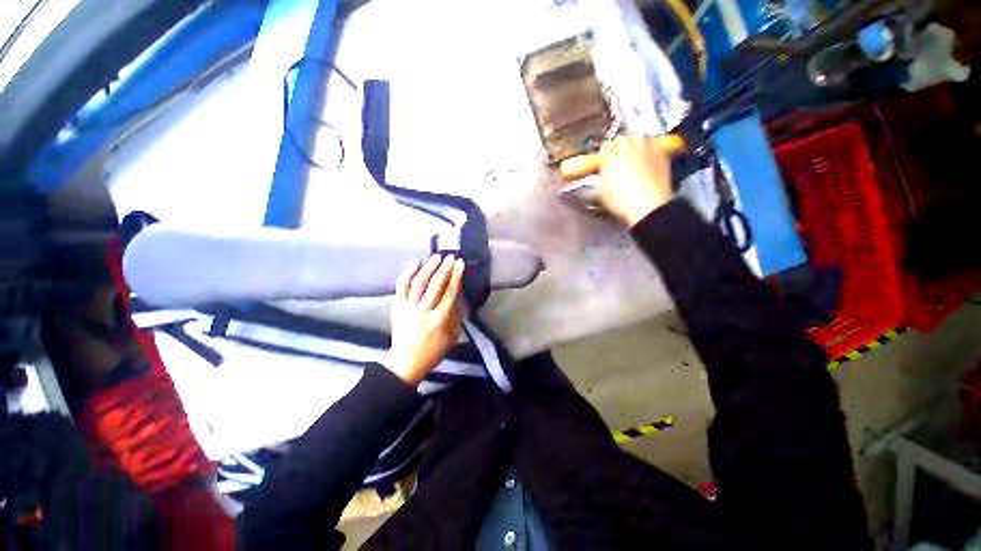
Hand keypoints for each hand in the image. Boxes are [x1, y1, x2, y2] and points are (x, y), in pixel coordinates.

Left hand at [386, 255, 465, 385]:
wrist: (405, 363)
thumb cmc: (433, 352)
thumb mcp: (452, 336)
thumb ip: (455, 315)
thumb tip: (456, 295)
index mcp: (440, 321)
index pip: (450, 293)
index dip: (456, 276)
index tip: (461, 263)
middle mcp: (424, 312)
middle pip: (436, 286)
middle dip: (445, 269)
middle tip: (451, 257)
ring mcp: (408, 309)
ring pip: (419, 283)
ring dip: (429, 268)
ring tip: (437, 256)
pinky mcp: (397, 307)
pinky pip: (401, 287)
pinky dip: (407, 273)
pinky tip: (415, 263)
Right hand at [598, 135, 673, 226]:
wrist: (648, 206)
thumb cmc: (622, 202)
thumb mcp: (603, 192)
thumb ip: (602, 177)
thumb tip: (603, 171)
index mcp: (610, 157)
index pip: (606, 145)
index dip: (605, 152)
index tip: (606, 159)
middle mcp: (628, 148)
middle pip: (623, 138)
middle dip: (621, 145)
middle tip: (621, 156)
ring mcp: (646, 149)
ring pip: (640, 137)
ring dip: (637, 143)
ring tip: (637, 153)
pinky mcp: (661, 153)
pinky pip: (655, 144)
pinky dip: (651, 148)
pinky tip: (649, 158)